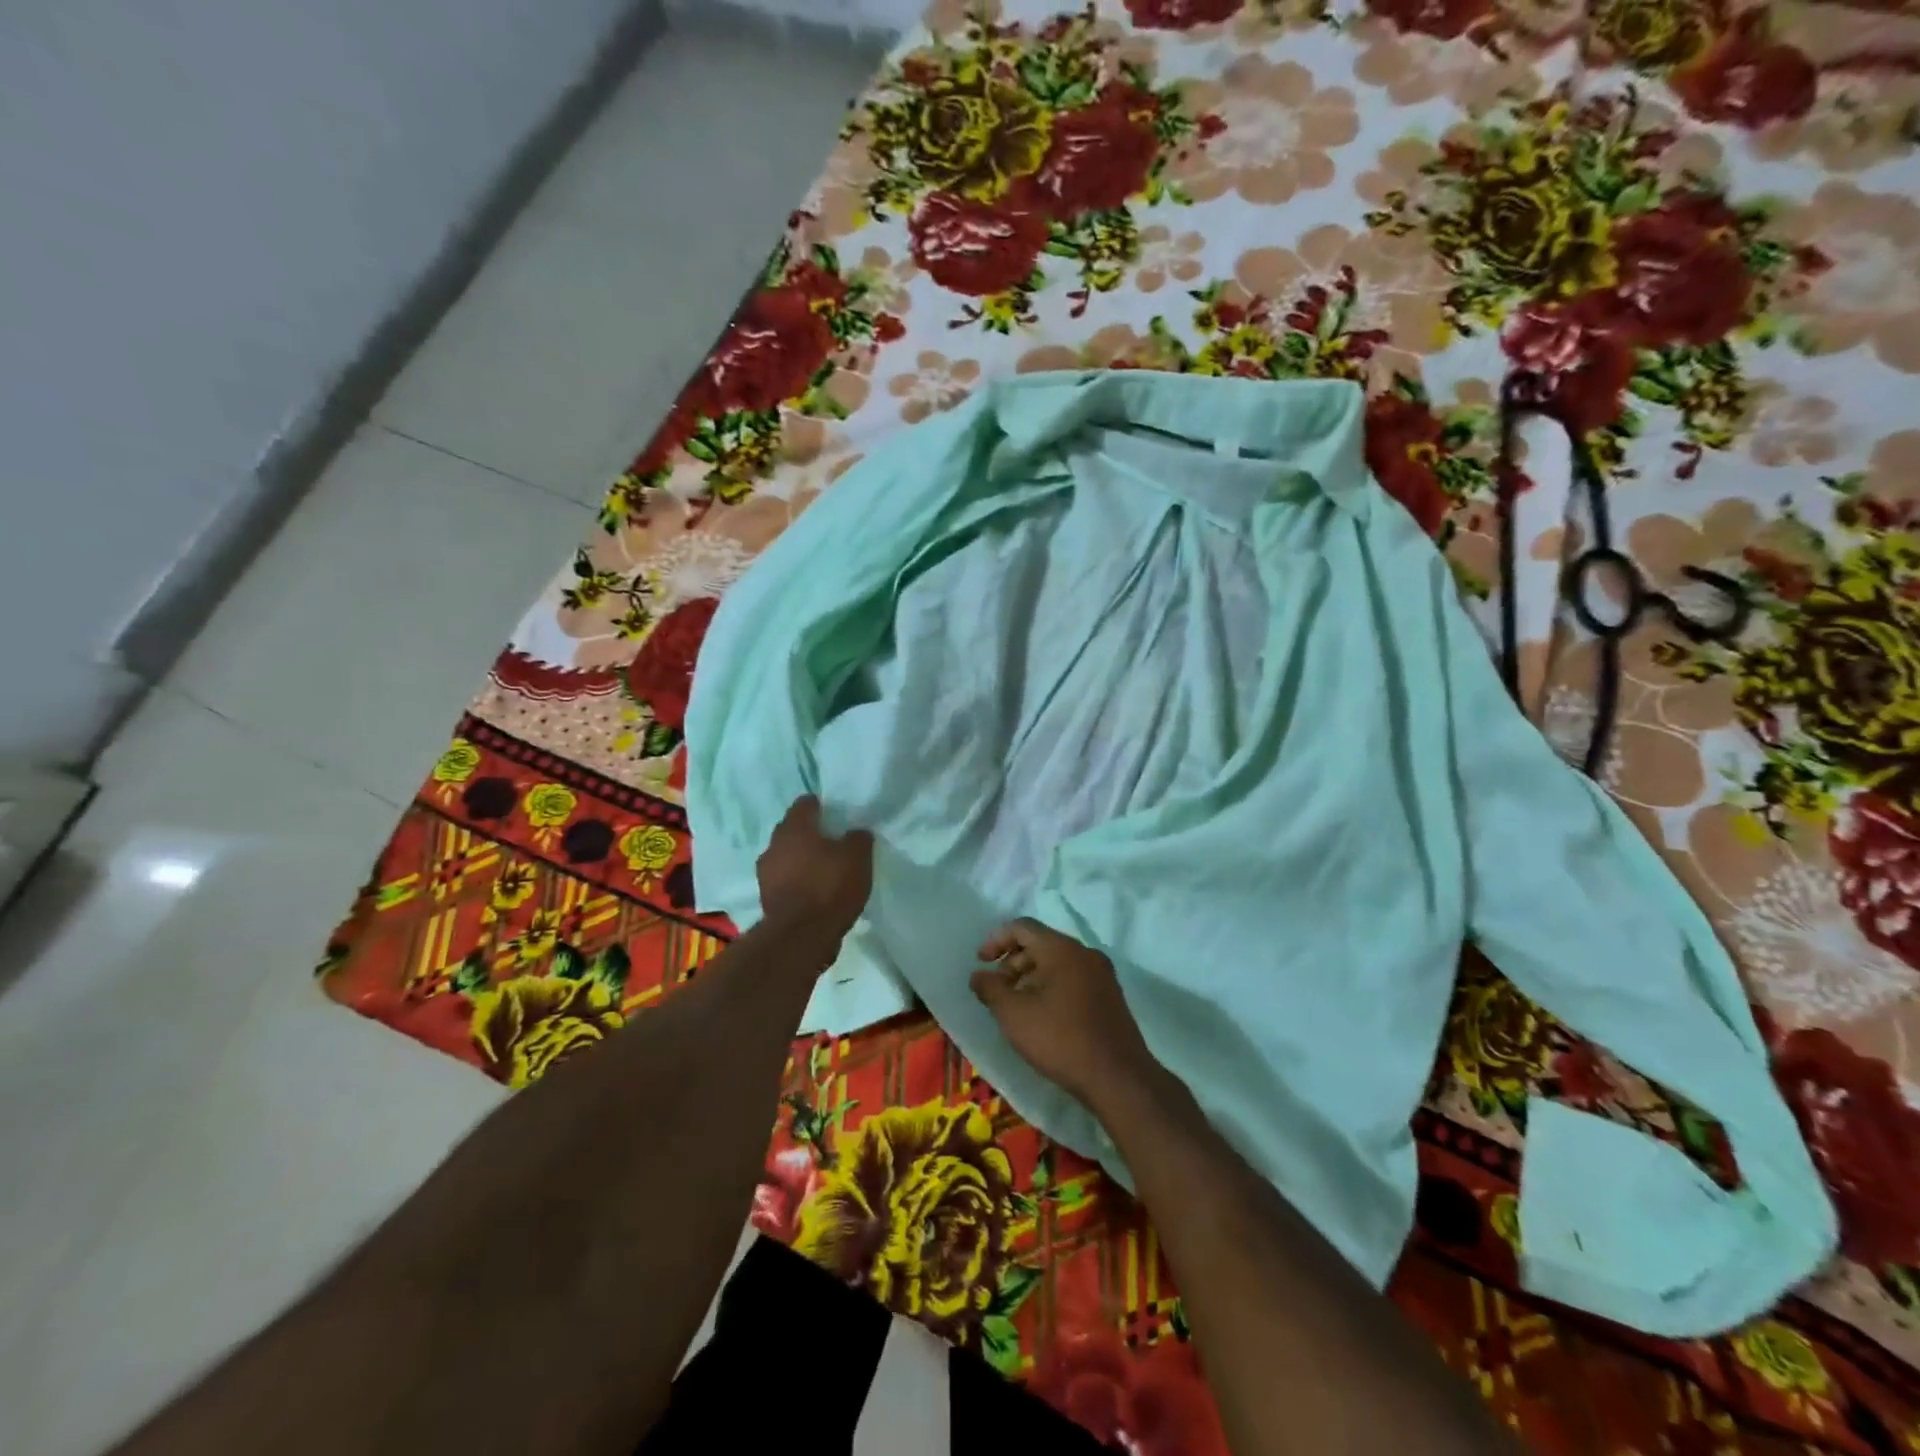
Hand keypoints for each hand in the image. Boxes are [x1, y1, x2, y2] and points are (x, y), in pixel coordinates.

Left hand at [756, 796, 872, 941]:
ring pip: (787, 857)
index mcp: (794, 827)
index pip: (805, 803)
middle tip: (834, 843)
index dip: (822, 807)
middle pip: (793, 831)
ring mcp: (766, 874)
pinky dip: (798, 883)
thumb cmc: (829, 887)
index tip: (837, 816)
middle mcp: (774, 845)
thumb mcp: (858, 857)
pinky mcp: (766, 899)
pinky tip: (816, 893)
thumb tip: (856, 832)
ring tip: (826, 871)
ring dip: (802, 861)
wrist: (801, 937)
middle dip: (811, 834)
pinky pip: (785, 882)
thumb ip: (858, 838)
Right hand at [970, 919, 1160, 1109]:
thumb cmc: (1060, 1039)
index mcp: (1062, 949)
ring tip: (1016, 1008)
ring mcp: (1102, 974)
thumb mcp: (1014, 1015)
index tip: (981, 964)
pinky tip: (1043, 1018)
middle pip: (1040, 944)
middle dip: (1013, 963)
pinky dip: (1052, 988)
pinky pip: (1073, 979)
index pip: (1022, 927)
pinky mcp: (1110, 996)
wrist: (1119, 1078)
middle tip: (997, 992)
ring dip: (1031, 978)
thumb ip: (991, 989)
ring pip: (1057, 963)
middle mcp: (1085, 953)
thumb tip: (978, 975)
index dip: (996, 940)